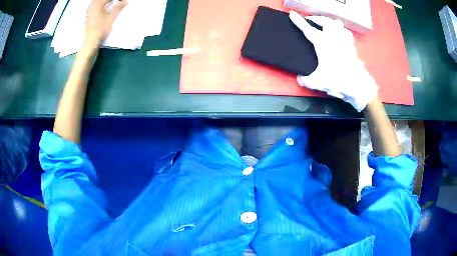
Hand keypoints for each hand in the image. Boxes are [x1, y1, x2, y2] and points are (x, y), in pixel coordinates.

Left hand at [83, 0, 126, 49]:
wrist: (90, 43)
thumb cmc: (100, 30)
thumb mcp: (111, 18)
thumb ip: (118, 8)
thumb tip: (125, 1)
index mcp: (98, 4)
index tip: (124, 2)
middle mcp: (92, 5)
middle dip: (112, 0)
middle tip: (119, 2)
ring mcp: (89, 10)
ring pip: (99, 2)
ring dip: (106, 2)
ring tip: (113, 4)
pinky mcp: (88, 15)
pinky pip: (95, 5)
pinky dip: (102, 5)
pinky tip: (105, 7)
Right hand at [289, 11, 377, 111]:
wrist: (358, 86)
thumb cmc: (338, 81)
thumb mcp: (318, 82)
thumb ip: (306, 80)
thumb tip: (301, 78)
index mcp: (322, 43)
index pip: (308, 29)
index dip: (298, 21)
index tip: (292, 14)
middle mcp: (334, 38)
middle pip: (324, 21)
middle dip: (316, 18)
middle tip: (311, 20)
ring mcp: (344, 41)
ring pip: (337, 24)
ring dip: (330, 23)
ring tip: (326, 26)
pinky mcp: (352, 47)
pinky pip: (347, 33)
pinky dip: (342, 32)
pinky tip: (341, 35)